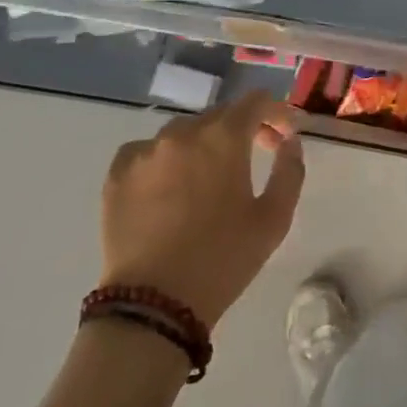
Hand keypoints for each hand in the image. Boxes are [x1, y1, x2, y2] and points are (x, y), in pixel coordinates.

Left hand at [98, 94, 305, 328]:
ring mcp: (144, 151)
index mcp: (223, 137)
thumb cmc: (223, 259)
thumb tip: (288, 142)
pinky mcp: (117, 174)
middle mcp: (182, 133)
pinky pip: (147, 151)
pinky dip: (164, 159)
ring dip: (203, 144)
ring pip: (182, 132)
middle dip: (243, 129)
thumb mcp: (274, 219)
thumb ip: (289, 170)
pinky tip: (169, 186)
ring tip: (208, 176)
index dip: (276, 112)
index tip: (284, 136)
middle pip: (220, 115)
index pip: (255, 101)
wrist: (153, 304)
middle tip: (255, 156)